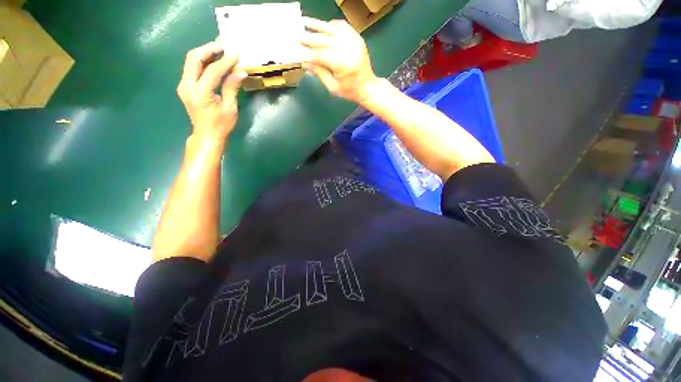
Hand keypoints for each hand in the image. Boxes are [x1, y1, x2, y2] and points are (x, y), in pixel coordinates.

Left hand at [177, 40, 247, 144]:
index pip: (211, 71)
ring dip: (204, 53)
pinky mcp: (185, 86)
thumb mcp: (230, 108)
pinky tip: (213, 60)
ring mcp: (183, 85)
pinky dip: (202, 61)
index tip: (236, 55)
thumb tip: (241, 72)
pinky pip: (192, 68)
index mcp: (200, 94)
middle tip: (223, 45)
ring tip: (219, 49)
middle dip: (208, 49)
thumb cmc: (221, 125)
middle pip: (193, 59)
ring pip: (190, 61)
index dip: (224, 62)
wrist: (207, 136)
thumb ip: (232, 88)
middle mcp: (187, 86)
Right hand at [299, 17, 380, 103]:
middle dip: (308, 37)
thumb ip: (319, 73)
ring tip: (304, 21)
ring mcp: (354, 41)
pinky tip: (322, 27)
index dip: (307, 52)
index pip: (321, 55)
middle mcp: (348, 49)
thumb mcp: (333, 87)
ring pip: (331, 29)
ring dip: (317, 25)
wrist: (368, 87)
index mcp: (343, 65)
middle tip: (295, 34)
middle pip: (324, 40)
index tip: (296, 50)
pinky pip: (341, 26)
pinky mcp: (357, 38)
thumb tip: (305, 62)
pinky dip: (330, 25)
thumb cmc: (350, 91)